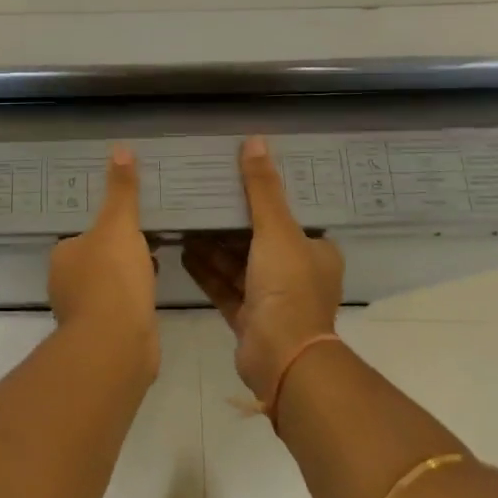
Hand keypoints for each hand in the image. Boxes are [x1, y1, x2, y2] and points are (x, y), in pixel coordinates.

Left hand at [48, 146, 158, 373]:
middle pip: (95, 260)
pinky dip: (134, 300)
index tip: (129, 222)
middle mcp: (65, 285)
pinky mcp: (103, 337)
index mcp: (63, 256)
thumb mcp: (119, 224)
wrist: (117, 344)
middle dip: (118, 252)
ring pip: (108, 285)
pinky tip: (152, 294)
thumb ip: (121, 190)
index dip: (106, 228)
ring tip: (154, 264)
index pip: (82, 235)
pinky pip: (120, 308)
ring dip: (127, 276)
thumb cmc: (112, 278)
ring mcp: (83, 314)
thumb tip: (120, 148)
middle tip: (148, 238)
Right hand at [184, 136, 343, 399]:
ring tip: (185, 220)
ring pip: (238, 263)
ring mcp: (272, 299)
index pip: (289, 216)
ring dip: (213, 245)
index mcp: (315, 251)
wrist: (282, 357)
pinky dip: (206, 270)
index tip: (236, 178)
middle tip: (202, 196)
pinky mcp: (249, 318)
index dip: (264, 197)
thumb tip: (255, 141)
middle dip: (230, 221)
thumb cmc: (287, 286)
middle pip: (259, 239)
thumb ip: (262, 187)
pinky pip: (224, 286)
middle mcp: (297, 273)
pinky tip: (183, 251)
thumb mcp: (276, 228)